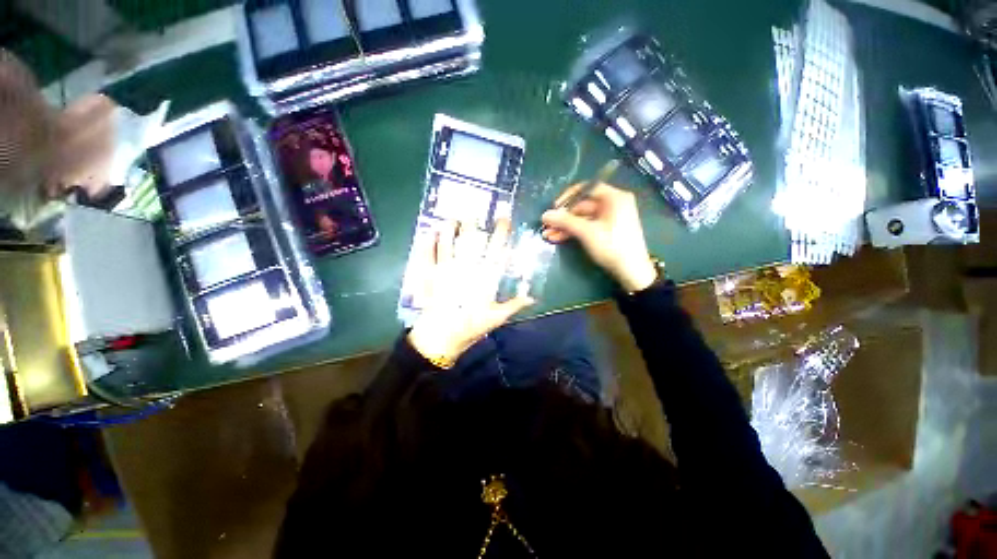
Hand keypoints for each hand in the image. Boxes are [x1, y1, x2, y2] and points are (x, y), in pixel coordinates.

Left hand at [407, 219, 533, 366]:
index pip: (495, 251)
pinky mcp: (430, 277)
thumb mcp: (495, 318)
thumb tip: (532, 298)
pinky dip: (428, 244)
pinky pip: (428, 256)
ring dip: (450, 230)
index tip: (503, 219)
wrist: (440, 338)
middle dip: (472, 225)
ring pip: (448, 244)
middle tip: (473, 212)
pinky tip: (429, 233)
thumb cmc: (470, 328)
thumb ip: (513, 305)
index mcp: (483, 279)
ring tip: (452, 219)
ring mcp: (445, 272)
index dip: (501, 234)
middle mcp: (465, 270)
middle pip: (470, 243)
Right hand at [541, 183, 657, 292]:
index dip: (568, 197)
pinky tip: (558, 238)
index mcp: (614, 198)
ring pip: (582, 218)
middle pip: (582, 205)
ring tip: (548, 235)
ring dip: (565, 226)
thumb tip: (545, 215)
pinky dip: (573, 231)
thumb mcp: (587, 232)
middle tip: (547, 225)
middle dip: (563, 217)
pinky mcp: (606, 231)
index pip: (587, 189)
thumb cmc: (612, 246)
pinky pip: (587, 226)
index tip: (554, 207)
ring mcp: (609, 218)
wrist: (631, 271)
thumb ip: (565, 221)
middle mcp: (612, 204)